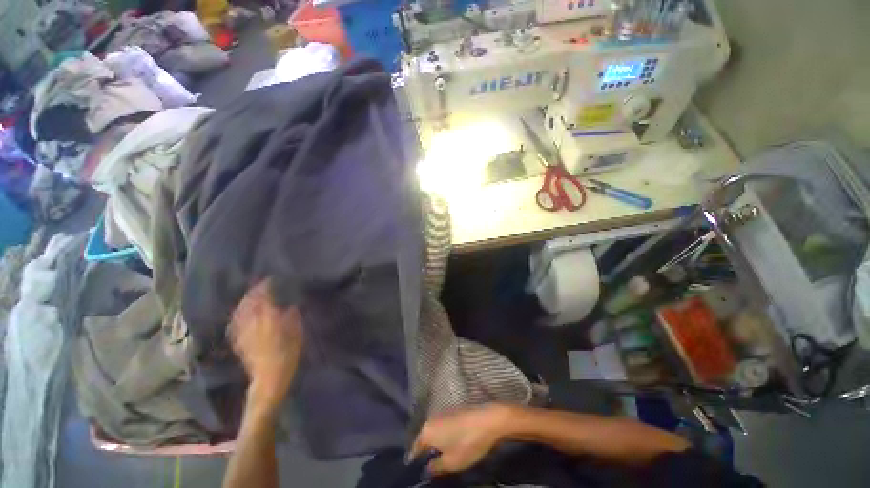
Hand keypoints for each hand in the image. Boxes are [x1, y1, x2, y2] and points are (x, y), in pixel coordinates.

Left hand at [229, 280, 303, 409]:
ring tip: (250, 294)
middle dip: (254, 291)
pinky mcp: (238, 340)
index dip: (267, 287)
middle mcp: (253, 323)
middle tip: (260, 284)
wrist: (269, 378)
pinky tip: (240, 311)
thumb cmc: (288, 355)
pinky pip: (235, 322)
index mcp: (269, 319)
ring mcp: (243, 332)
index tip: (272, 279)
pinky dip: (238, 313)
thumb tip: (289, 305)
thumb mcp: (297, 334)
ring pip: (240, 310)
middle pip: (249, 302)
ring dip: (245, 300)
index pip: (265, 298)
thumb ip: (292, 317)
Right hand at [409, 404, 513, 474]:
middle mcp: (431, 419)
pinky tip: (451, 444)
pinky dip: (444, 436)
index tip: (415, 470)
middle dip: (426, 451)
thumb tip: (427, 468)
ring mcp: (443, 413)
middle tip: (429, 466)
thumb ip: (436, 467)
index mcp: (427, 431)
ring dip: (436, 443)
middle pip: (424, 438)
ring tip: (440, 456)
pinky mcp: (453, 411)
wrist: (488, 420)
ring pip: (434, 432)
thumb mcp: (451, 463)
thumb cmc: (467, 443)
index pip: (415, 448)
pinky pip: (443, 426)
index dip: (415, 460)